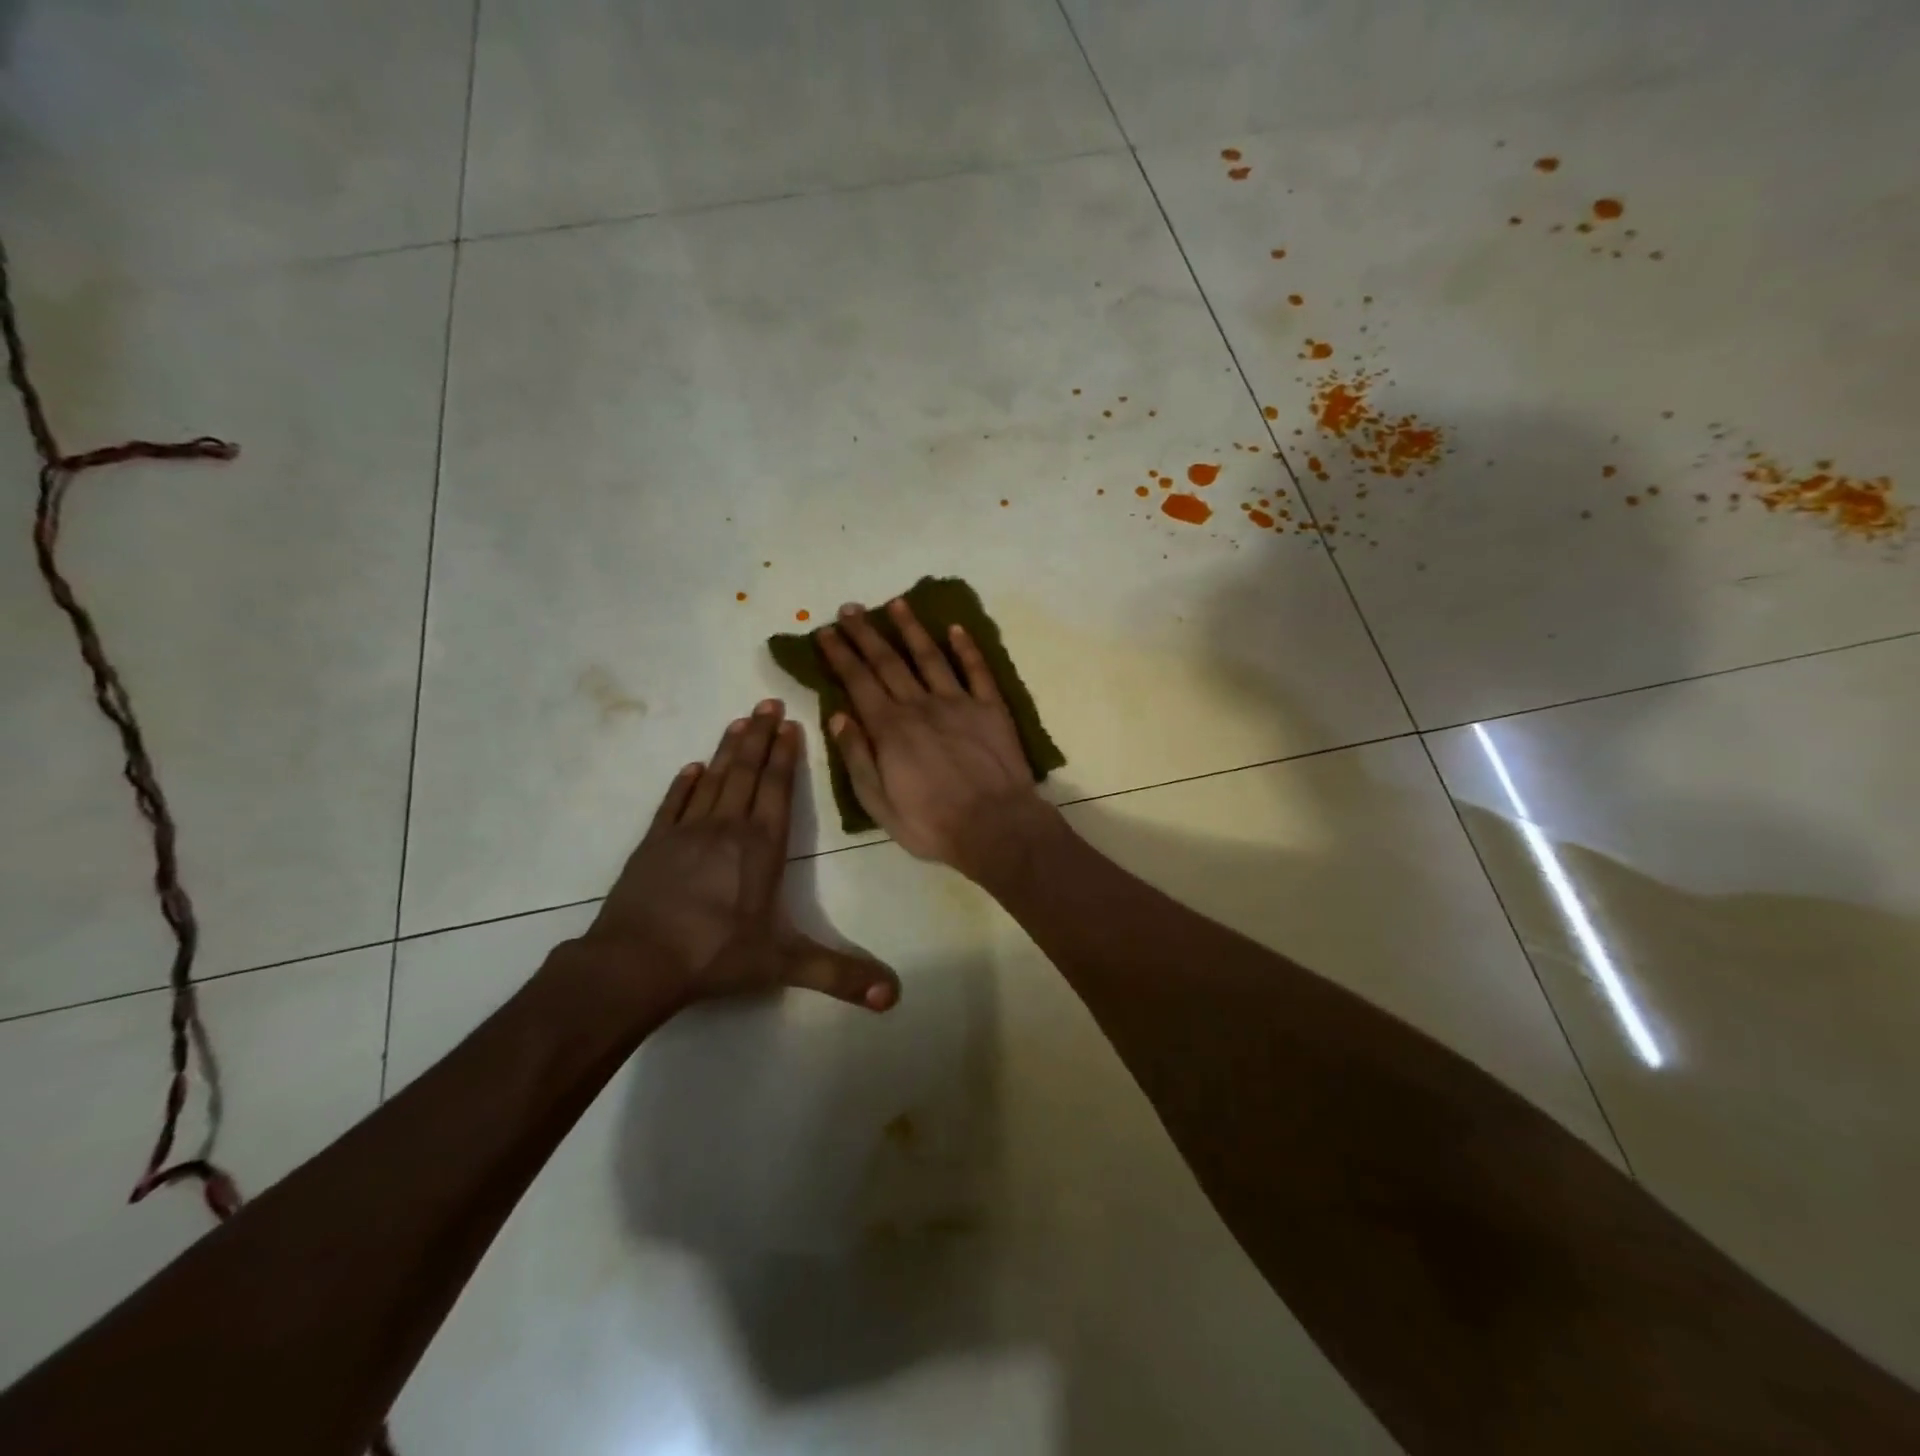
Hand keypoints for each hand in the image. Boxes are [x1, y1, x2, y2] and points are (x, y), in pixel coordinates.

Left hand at [579, 700, 898, 1011]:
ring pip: (712, 780)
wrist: (634, 963)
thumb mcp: (782, 965)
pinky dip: (683, 784)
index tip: (789, 723)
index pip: (777, 790)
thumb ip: (838, 975)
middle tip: (766, 701)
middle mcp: (726, 828)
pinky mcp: (652, 845)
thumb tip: (893, 997)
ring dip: (727, 750)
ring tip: (739, 721)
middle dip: (759, 736)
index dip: (785, 756)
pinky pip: (672, 804)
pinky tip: (691, 768)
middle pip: (746, 772)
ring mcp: (685, 833)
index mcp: (760, 847)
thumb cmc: (714, 956)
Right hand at [816, 599, 1065, 882]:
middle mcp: (920, 706)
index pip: (858, 682)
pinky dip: (967, 647)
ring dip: (911, 628)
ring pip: (930, 656)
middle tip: (850, 609)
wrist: (996, 827)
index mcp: (890, 729)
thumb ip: (857, 757)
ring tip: (896, 604)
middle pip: (888, 661)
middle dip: (865, 633)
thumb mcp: (878, 803)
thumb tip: (838, 715)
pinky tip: (956, 628)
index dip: (839, 654)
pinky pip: (977, 670)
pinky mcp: (991, 708)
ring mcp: (959, 702)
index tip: (825, 632)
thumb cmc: (932, 824)